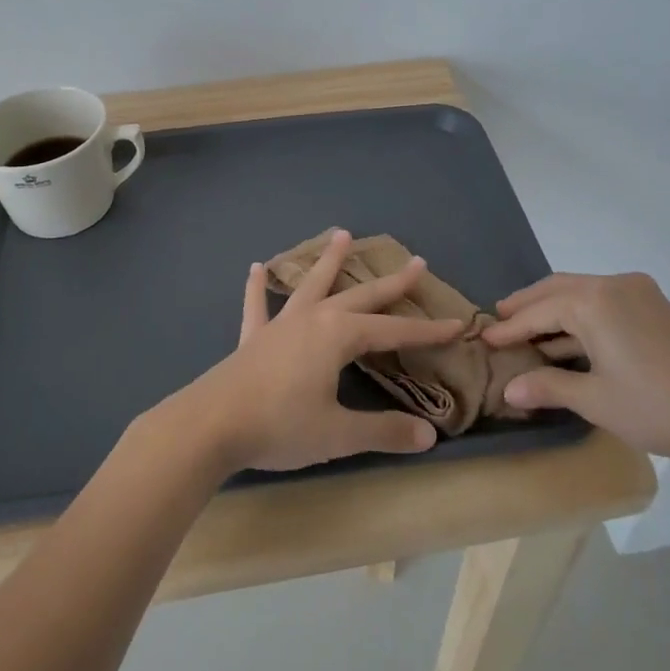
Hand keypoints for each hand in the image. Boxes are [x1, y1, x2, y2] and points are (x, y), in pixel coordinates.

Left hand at [170, 230, 466, 472]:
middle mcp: (314, 318)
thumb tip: (429, 436)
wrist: (211, 425)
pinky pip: (258, 305)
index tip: (458, 325)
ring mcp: (281, 324)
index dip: (427, 330)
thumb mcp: (338, 433)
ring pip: (311, 284)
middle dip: (392, 282)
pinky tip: (256, 268)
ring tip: (343, 234)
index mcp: (339, 335)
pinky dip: (258, 287)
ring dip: (329, 261)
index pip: (395, 331)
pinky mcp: (254, 337)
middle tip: (418, 262)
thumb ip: (383, 431)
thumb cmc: (280, 425)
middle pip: (361, 296)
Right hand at [481, 272, 669, 470]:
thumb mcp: (595, 401)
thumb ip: (548, 387)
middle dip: (527, 305)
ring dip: (553, 310)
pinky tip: (568, 339)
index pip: (538, 311)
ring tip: (527, 329)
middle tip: (500, 319)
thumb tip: (509, 390)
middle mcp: (614, 285)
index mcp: (594, 301)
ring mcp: (639, 293)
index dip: (509, 328)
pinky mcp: (656, 308)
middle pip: (557, 289)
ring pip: (581, 293)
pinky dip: (579, 316)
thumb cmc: (657, 407)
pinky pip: (604, 302)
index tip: (483, 338)